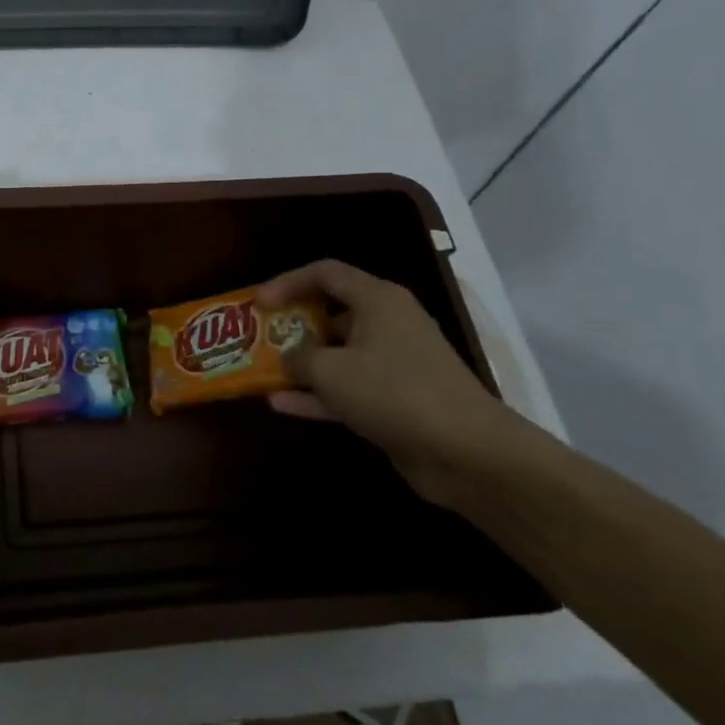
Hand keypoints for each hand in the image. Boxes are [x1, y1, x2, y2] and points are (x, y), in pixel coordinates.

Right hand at [257, 260, 533, 507]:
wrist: (466, 451)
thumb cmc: (393, 392)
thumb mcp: (331, 370)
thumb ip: (299, 358)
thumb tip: (290, 358)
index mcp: (378, 300)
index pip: (326, 273)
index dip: (287, 282)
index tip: (258, 303)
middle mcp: (387, 324)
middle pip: (331, 313)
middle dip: (293, 326)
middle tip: (259, 338)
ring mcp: (394, 364)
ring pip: (338, 355)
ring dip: (302, 365)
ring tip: (263, 372)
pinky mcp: (396, 400)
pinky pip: (348, 389)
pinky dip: (318, 395)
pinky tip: (281, 405)